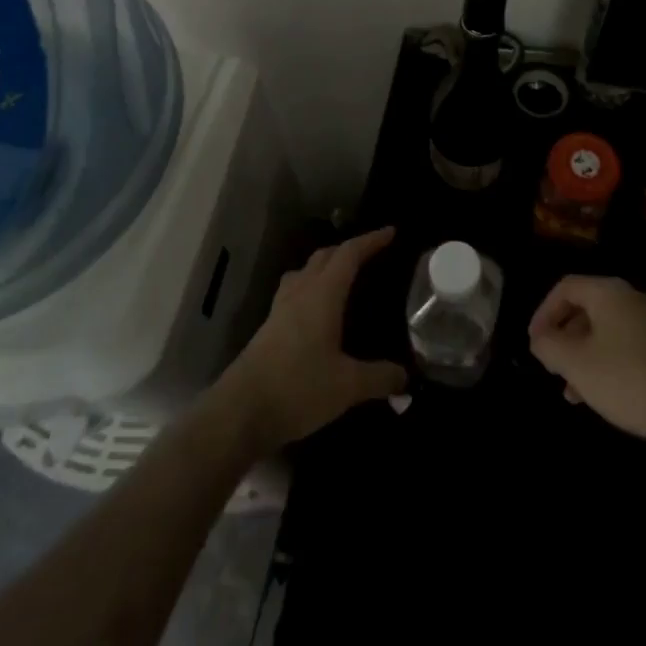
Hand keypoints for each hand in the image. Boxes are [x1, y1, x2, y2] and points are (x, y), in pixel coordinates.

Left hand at [222, 226, 407, 451]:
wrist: (239, 413)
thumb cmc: (297, 388)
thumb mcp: (347, 386)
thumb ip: (380, 378)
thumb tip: (406, 377)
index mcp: (323, 294)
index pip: (350, 254)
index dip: (371, 240)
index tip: (391, 232)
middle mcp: (301, 292)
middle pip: (325, 256)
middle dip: (349, 250)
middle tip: (371, 255)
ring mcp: (280, 309)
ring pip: (305, 272)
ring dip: (325, 266)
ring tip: (342, 278)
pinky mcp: (268, 328)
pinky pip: (294, 292)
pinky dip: (311, 288)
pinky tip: (317, 312)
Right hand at [529, 275, 645, 452]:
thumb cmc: (628, 379)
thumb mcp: (577, 364)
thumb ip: (549, 346)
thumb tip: (540, 338)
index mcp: (609, 292)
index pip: (566, 287)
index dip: (543, 312)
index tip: (533, 342)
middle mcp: (631, 298)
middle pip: (586, 307)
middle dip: (563, 337)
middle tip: (550, 365)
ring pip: (605, 331)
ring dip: (582, 355)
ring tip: (571, 391)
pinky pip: (624, 346)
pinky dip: (605, 363)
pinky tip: (601, 396)